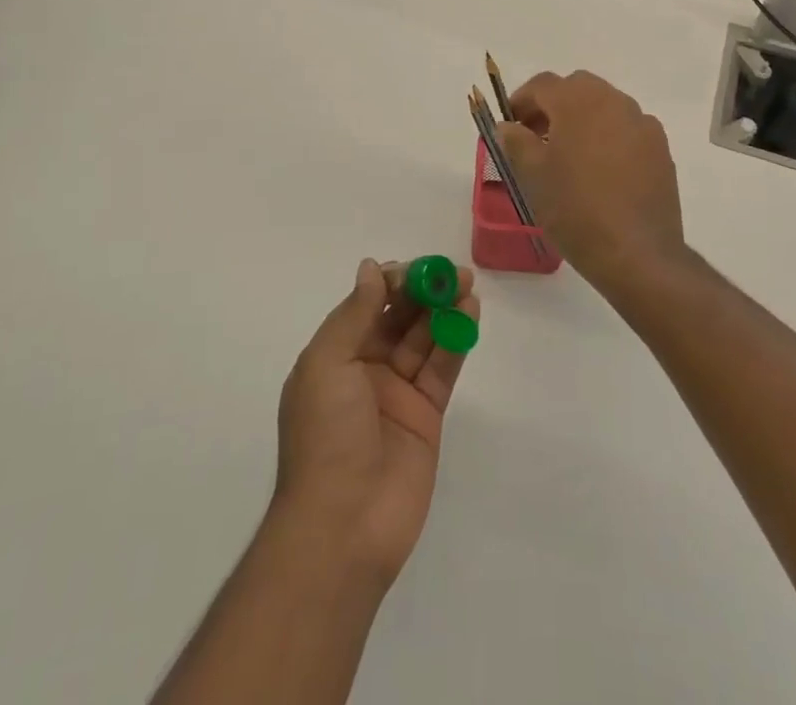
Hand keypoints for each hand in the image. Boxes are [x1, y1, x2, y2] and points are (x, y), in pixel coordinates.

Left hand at [273, 258, 478, 588]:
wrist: (343, 528)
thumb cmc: (325, 437)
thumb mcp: (327, 364)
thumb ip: (354, 314)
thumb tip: (371, 268)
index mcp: (335, 357)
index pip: (367, 306)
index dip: (392, 283)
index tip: (416, 270)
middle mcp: (365, 370)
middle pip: (399, 318)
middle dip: (424, 292)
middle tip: (453, 273)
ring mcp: (398, 393)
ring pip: (424, 339)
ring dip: (444, 310)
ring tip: (467, 287)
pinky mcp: (427, 415)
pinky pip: (442, 367)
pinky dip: (456, 339)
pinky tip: (470, 313)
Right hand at [498, 71, 687, 301]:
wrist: (636, 253)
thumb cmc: (575, 209)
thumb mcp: (533, 176)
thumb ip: (516, 142)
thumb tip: (508, 126)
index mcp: (578, 101)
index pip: (542, 84)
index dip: (521, 100)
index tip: (511, 124)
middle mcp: (614, 101)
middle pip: (577, 88)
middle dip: (554, 105)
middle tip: (537, 136)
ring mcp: (642, 123)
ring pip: (605, 105)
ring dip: (583, 118)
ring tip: (569, 155)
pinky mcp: (660, 148)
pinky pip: (627, 129)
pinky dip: (609, 136)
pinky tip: (601, 170)